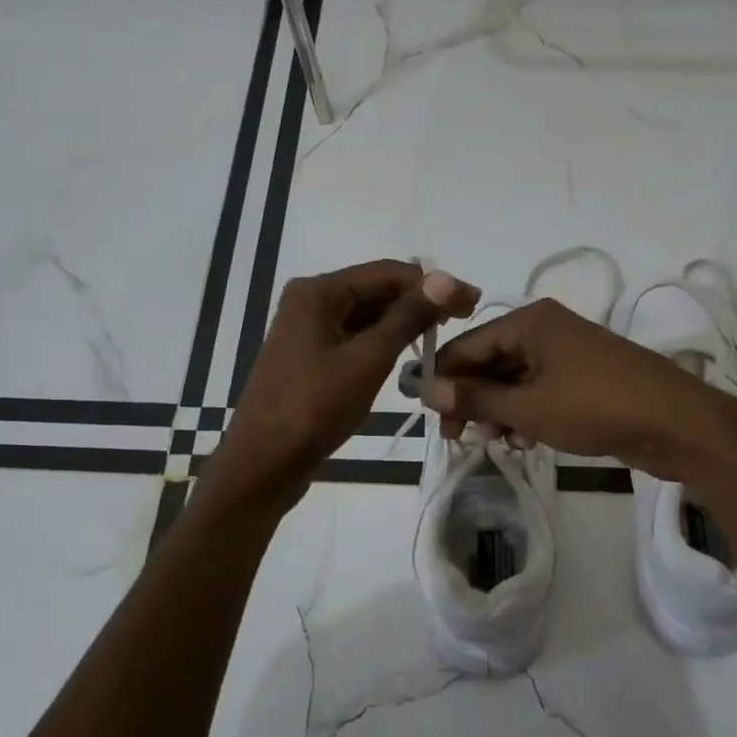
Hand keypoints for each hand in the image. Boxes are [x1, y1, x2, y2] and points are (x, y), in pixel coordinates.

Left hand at [209, 260, 479, 510]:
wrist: (264, 463)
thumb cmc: (315, 407)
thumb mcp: (368, 360)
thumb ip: (407, 317)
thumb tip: (445, 279)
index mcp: (318, 292)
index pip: (387, 272)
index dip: (433, 284)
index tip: (472, 301)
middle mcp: (310, 302)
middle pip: (375, 290)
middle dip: (419, 302)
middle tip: (465, 318)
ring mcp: (307, 331)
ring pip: (366, 316)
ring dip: (403, 323)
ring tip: (442, 337)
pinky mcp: (310, 359)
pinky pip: (354, 339)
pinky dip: (383, 343)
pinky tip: (408, 354)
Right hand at [422, 298, 736, 482]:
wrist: (676, 423)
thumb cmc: (595, 407)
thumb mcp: (528, 406)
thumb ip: (476, 397)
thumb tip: (426, 388)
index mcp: (529, 322)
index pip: (467, 344)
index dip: (444, 379)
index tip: (428, 415)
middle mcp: (546, 329)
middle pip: (490, 361)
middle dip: (473, 398)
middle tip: (459, 436)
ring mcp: (568, 353)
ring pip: (515, 379)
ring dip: (499, 410)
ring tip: (497, 440)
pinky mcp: (584, 378)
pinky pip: (540, 390)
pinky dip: (526, 412)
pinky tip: (525, 439)